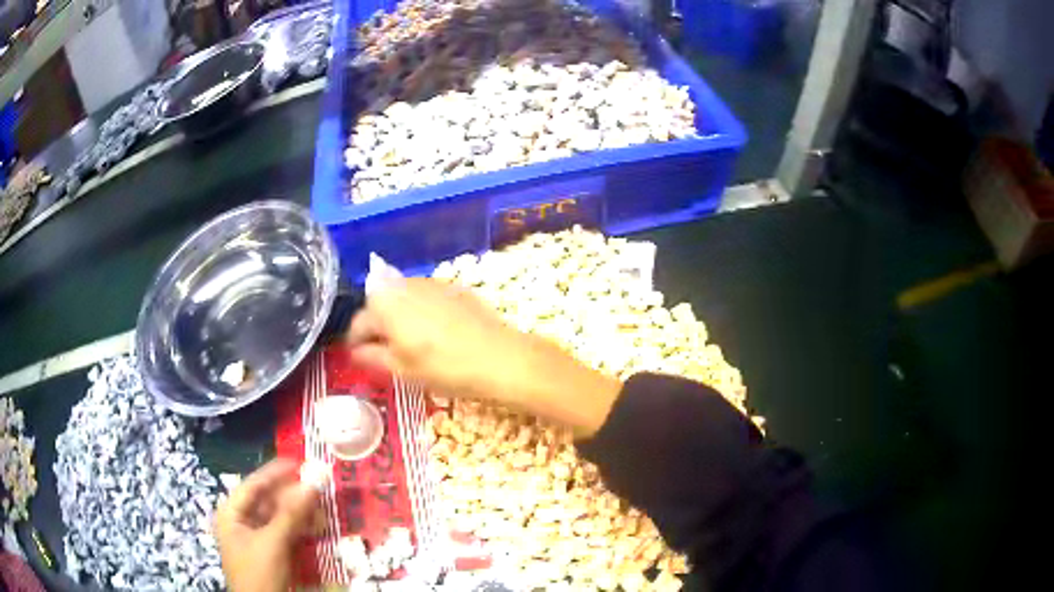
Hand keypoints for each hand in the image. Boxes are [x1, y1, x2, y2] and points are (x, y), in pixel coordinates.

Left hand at [215, 459, 319, 591]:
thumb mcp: (273, 543)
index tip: (299, 462)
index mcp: (232, 514)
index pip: (253, 485)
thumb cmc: (258, 573)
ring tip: (321, 505)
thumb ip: (291, 514)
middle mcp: (242, 522)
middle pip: (268, 501)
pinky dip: (301, 529)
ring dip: (300, 512)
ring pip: (280, 517)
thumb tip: (312, 483)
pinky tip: (317, 525)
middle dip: (292, 494)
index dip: (275, 473)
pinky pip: (286, 533)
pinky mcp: (271, 553)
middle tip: (317, 485)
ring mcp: (257, 538)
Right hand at [346, 278, 620, 436]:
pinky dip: (420, 310)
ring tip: (408, 341)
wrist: (499, 357)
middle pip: (379, 303)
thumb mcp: (401, 369)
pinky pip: (426, 296)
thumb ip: (371, 356)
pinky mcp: (454, 286)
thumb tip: (355, 351)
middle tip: (383, 350)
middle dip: (377, 325)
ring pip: (402, 297)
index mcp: (385, 304)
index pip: (359, 321)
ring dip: (398, 315)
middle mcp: (404, 285)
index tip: (358, 356)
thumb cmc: (444, 367)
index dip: (355, 341)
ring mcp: (431, 282)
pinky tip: (434, 331)